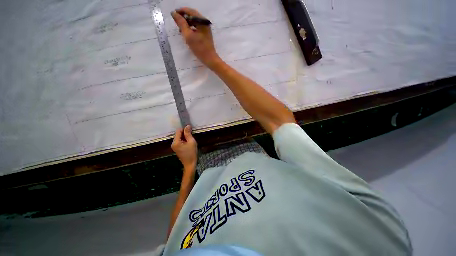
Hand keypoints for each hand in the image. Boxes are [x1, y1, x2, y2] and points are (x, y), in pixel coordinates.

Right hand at [171, 7, 220, 68]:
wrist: (210, 59)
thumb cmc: (199, 48)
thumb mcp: (188, 35)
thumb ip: (181, 23)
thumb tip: (174, 13)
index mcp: (202, 21)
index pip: (190, 11)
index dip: (181, 11)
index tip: (173, 14)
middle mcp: (205, 23)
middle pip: (192, 16)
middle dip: (183, 18)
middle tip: (176, 23)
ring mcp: (206, 29)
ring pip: (194, 22)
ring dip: (186, 24)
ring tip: (180, 29)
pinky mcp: (205, 34)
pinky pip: (196, 27)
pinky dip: (191, 29)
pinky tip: (186, 34)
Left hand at [171, 125, 197, 169]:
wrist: (190, 164)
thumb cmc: (192, 153)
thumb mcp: (191, 142)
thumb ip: (188, 133)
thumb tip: (187, 126)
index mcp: (175, 142)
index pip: (178, 131)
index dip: (184, 129)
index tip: (191, 130)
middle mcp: (173, 143)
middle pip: (178, 134)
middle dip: (185, 133)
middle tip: (192, 136)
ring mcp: (174, 146)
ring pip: (179, 137)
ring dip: (185, 137)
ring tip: (190, 140)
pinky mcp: (176, 148)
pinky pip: (180, 141)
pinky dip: (184, 140)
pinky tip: (188, 143)